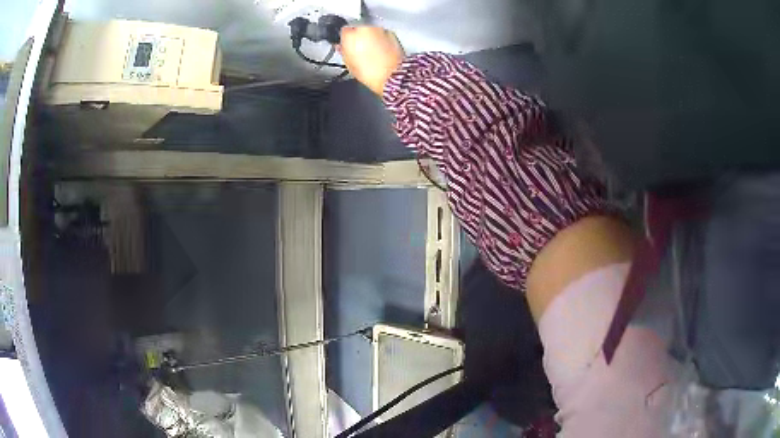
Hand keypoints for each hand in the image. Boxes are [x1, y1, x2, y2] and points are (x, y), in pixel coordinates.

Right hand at [339, 26, 405, 95]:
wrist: (392, 75)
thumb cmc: (371, 72)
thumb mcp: (349, 64)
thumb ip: (343, 51)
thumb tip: (342, 47)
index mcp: (350, 35)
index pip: (344, 31)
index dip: (345, 38)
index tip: (347, 45)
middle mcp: (364, 29)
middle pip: (358, 28)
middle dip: (359, 37)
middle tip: (360, 50)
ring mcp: (379, 30)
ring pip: (371, 30)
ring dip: (371, 38)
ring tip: (372, 52)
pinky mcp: (391, 33)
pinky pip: (382, 34)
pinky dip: (381, 40)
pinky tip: (381, 51)